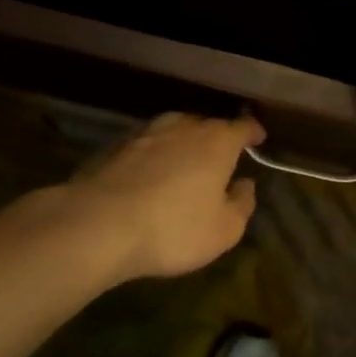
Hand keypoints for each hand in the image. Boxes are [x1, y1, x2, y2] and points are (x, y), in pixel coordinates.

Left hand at [61, 112, 263, 281]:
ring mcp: (146, 133)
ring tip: (183, 166)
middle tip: (220, 161)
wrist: (98, 225)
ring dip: (182, 145)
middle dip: (216, 140)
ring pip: (173, 132)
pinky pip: (145, 146)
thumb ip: (242, 205)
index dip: (252, 133)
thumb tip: (245, 185)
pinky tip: (148, 177)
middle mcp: (184, 127)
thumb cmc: (173, 228)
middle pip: (207, 126)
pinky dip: (153, 157)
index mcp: (217, 142)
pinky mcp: (114, 147)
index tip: (258, 139)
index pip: (242, 127)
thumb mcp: (224, 230)